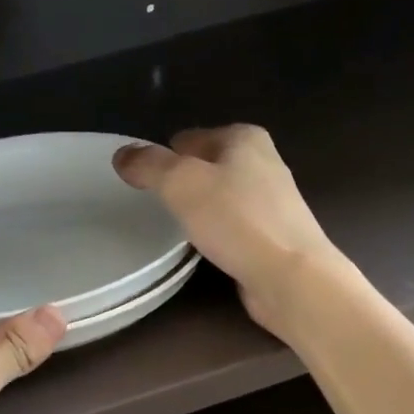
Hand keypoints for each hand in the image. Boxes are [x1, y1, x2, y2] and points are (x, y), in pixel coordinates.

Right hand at [114, 125, 340, 336]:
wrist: (290, 276)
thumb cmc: (236, 220)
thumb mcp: (181, 183)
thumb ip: (149, 165)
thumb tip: (123, 154)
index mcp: (245, 138)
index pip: (191, 138)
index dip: (165, 155)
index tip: (145, 178)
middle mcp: (264, 162)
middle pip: (209, 166)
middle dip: (185, 181)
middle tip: (156, 204)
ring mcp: (273, 202)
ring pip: (223, 197)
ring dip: (202, 209)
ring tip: (175, 227)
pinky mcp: (275, 237)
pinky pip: (235, 226)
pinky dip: (219, 233)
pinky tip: (206, 248)